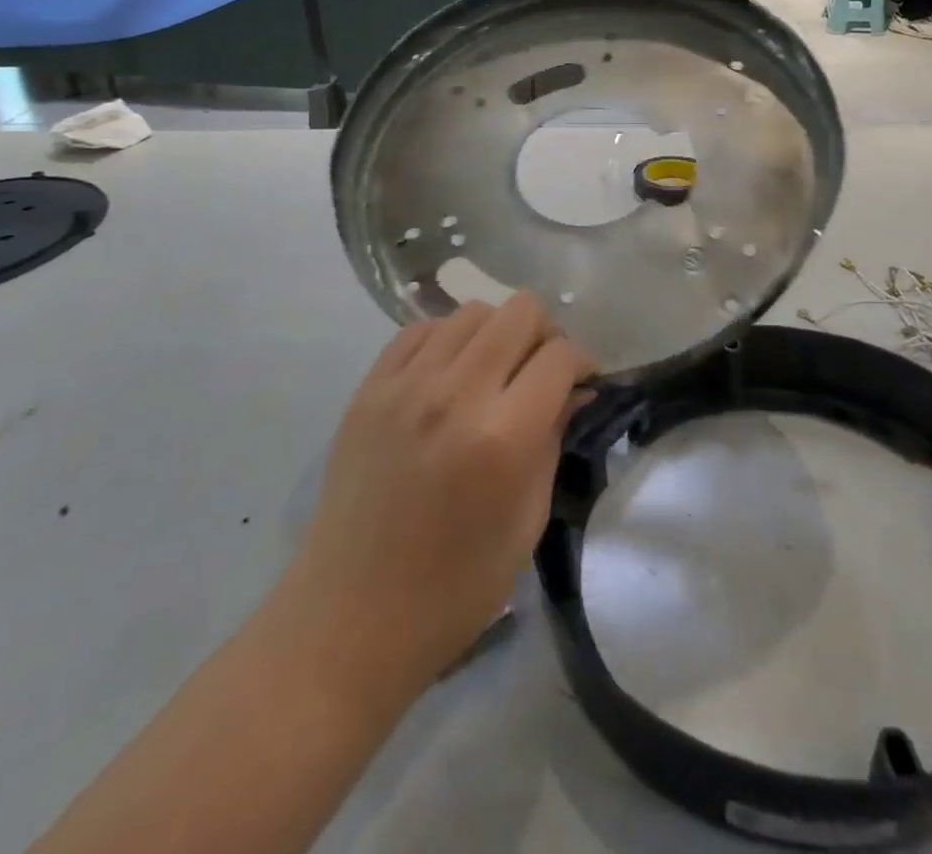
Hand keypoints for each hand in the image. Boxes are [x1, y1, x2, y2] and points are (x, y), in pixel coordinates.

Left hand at [278, 295, 595, 708]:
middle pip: (519, 312)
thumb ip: (554, 439)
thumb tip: (576, 389)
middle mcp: (455, 394)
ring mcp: (405, 386)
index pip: (560, 355)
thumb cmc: (454, 589)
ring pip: (472, 311)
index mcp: (502, 436)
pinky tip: (450, 375)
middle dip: (545, 335)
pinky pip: (420, 330)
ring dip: (497, 333)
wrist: (349, 621)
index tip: (582, 384)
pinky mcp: (368, 389)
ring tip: (495, 372)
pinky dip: (448, 340)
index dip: (582, 363)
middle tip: (541, 372)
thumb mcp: (527, 521)